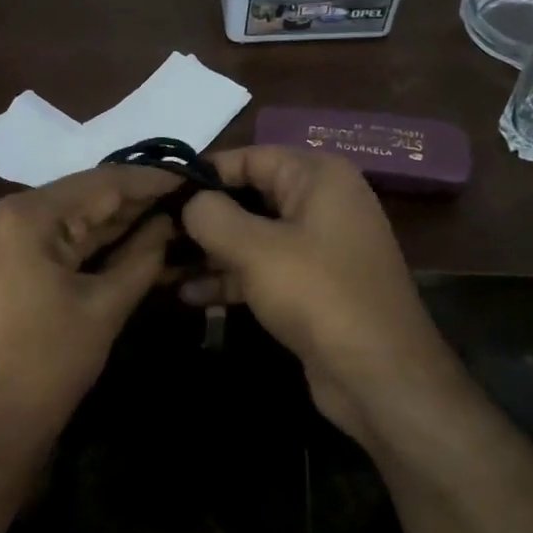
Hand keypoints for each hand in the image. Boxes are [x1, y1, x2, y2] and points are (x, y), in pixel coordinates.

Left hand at [0, 165, 176, 468]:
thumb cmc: (46, 369)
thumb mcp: (104, 308)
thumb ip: (142, 255)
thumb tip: (169, 222)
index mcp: (20, 216)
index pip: (99, 183)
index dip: (147, 180)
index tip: (189, 175)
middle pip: (75, 198)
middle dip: (128, 204)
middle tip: (181, 200)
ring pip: (57, 217)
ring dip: (104, 223)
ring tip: (161, 215)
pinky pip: (37, 238)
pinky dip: (75, 241)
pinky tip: (119, 237)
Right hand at [180, 146, 459, 445]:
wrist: (379, 375)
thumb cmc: (317, 294)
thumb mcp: (255, 248)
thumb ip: (211, 215)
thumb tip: (188, 202)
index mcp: (317, 176)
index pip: (248, 157)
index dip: (202, 173)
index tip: (158, 193)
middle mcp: (321, 202)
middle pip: (248, 197)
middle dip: (202, 217)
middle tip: (153, 232)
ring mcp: (318, 246)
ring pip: (252, 237)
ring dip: (209, 252)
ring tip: (161, 265)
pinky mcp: (312, 286)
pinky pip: (263, 269)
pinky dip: (230, 278)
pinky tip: (190, 295)